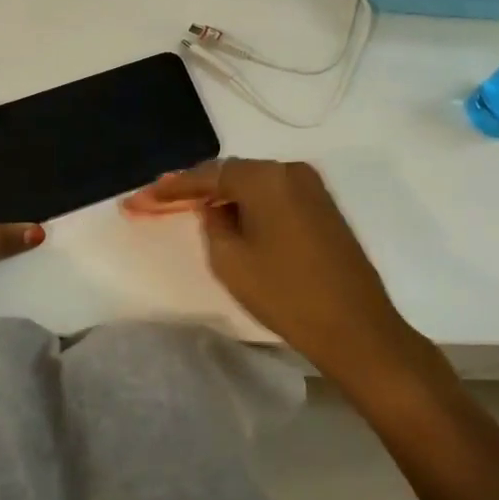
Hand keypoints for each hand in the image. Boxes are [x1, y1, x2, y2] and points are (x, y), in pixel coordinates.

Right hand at [126, 159, 447, 388]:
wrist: (356, 328)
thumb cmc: (285, 293)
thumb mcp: (230, 260)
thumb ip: (213, 222)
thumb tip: (217, 207)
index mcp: (266, 177)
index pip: (209, 175)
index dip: (173, 187)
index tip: (142, 197)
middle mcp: (291, 171)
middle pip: (233, 173)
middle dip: (198, 188)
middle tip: (163, 201)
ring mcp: (313, 188)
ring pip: (256, 185)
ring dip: (226, 196)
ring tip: (193, 209)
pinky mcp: (325, 209)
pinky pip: (276, 197)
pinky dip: (252, 205)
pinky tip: (234, 217)